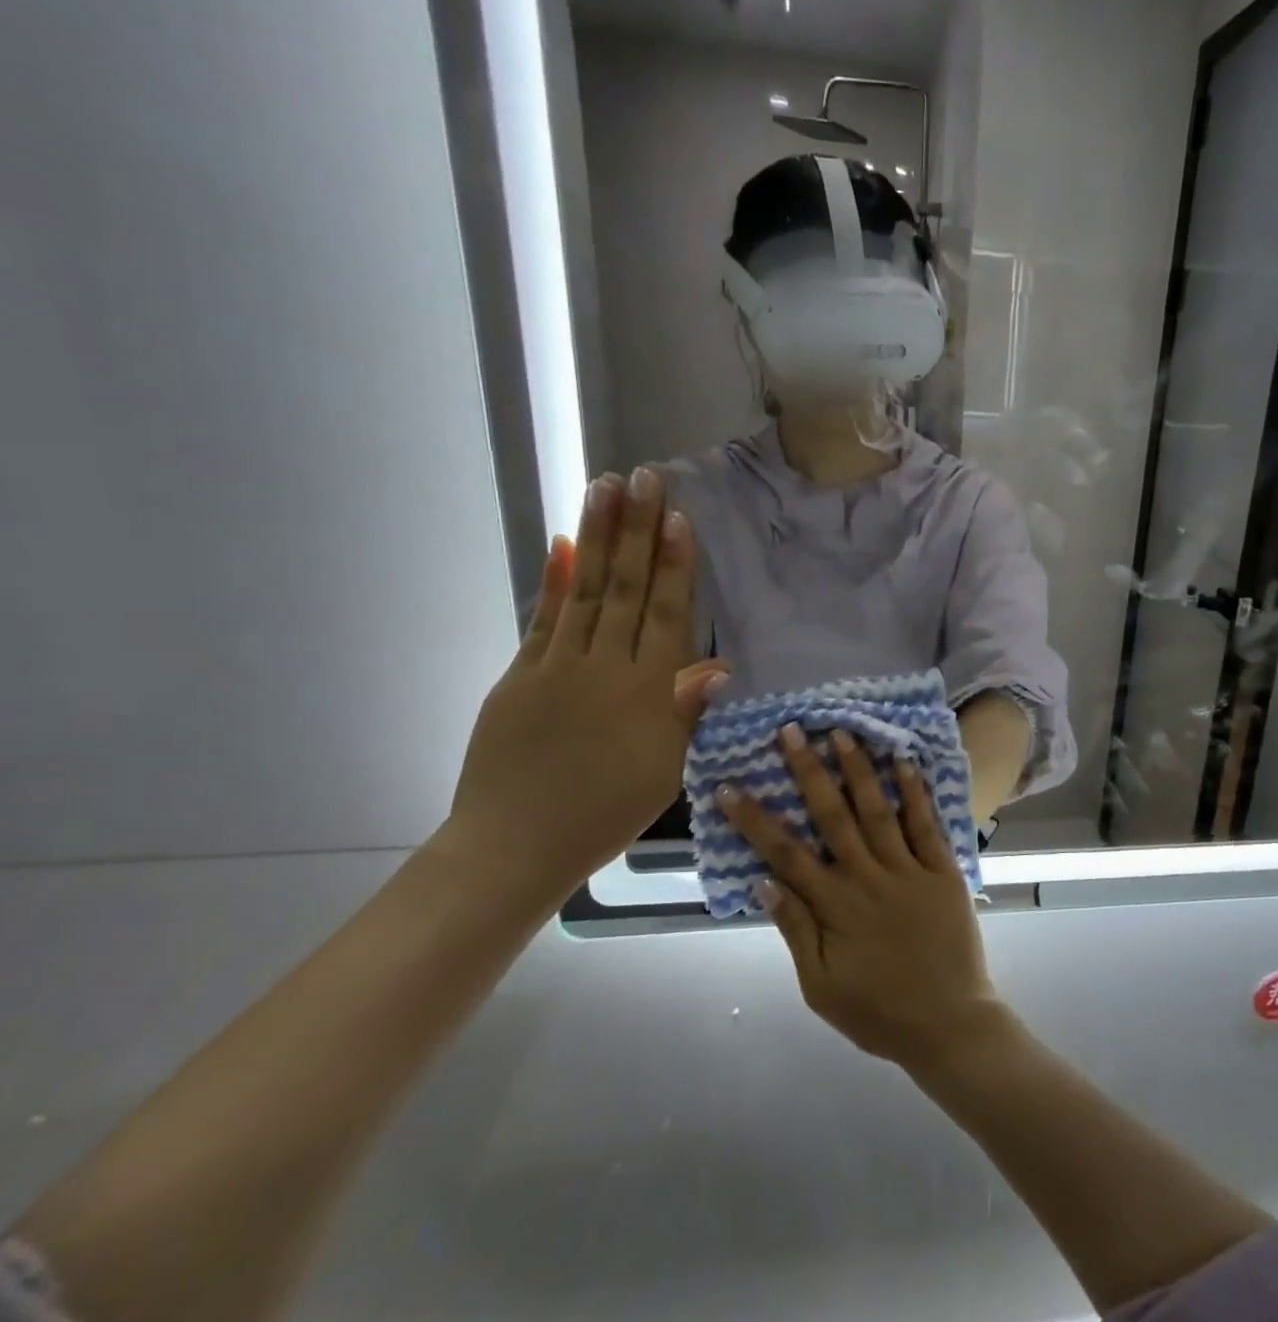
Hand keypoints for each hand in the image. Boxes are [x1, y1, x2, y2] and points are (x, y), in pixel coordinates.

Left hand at [444, 468, 726, 899]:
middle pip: (626, 588)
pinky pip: (542, 619)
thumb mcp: (664, 770)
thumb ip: (685, 713)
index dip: (675, 565)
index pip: (666, 615)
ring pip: (585, 590)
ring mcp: (556, 666)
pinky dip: (554, 580)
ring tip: (606, 487)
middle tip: (646, 477)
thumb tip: (719, 667)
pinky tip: (563, 545)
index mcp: (645, 692)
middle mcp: (604, 666)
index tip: (679, 518)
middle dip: (638, 530)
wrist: (515, 845)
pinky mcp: (519, 675)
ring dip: (598, 537)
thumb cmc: (605, 814)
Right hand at [718, 728, 1004, 1069]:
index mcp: (834, 907)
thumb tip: (763, 882)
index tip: (730, 786)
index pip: (785, 854)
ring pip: (878, 810)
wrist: (949, 1024)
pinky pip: (926, 825)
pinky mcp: (944, 871)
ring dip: (858, 769)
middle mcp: (868, 878)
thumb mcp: (821, 986)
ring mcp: (908, 870)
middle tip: (791, 731)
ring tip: (841, 732)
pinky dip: (915, 791)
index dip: (754, 820)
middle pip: (832, 816)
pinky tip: (903, 760)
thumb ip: (795, 931)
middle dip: (808, 771)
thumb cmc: (878, 1012)